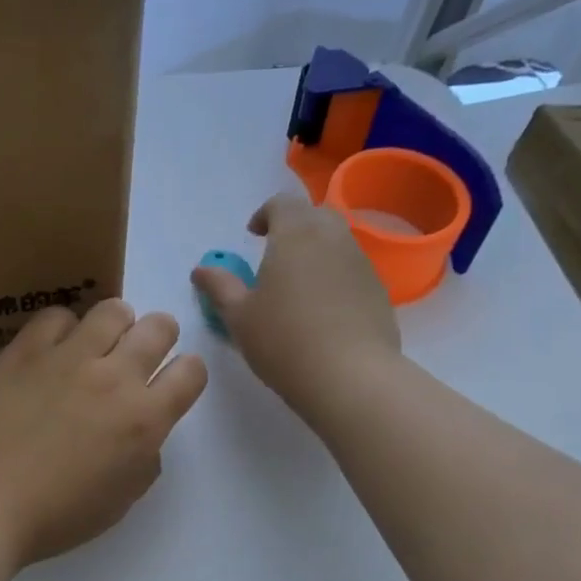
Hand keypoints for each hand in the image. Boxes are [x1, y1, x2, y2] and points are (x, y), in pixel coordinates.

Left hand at [0, 300, 208, 568]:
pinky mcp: (26, 350)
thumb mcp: (120, 501)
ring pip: (112, 310)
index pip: (191, 371)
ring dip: (115, 325)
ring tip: (97, 345)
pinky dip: (63, 329)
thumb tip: (142, 433)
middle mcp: (115, 377)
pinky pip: (56, 316)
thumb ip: (144, 459)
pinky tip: (53, 351)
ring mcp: (68, 357)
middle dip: (158, 337)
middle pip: (158, 327)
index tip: (169, 383)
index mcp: (144, 420)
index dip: (185, 373)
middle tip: (136, 357)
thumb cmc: (55, 516)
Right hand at [190, 192, 400, 412]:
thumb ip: (219, 287)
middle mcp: (333, 238)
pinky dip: (335, 276)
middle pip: (315, 215)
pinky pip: (352, 270)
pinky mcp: (379, 291)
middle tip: (274, 255)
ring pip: (338, 241)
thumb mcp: (238, 316)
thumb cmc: (284, 341)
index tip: (253, 236)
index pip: (282, 203)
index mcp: (295, 235)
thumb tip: (201, 270)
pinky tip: (322, 311)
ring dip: (316, 252)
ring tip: (297, 286)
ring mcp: (361, 264)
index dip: (265, 214)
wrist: (351, 377)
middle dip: (294, 226)